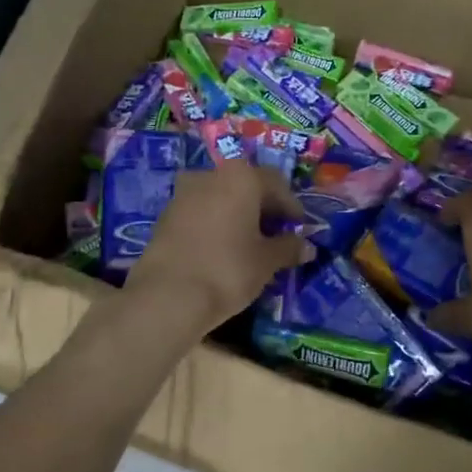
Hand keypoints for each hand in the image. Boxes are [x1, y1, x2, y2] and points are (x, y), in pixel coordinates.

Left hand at [126, 159, 308, 333]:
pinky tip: (221, 249)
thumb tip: (307, 247)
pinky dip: (215, 223)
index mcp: (241, 177)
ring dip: (237, 215)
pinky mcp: (165, 215)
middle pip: (245, 186)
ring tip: (248, 244)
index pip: (276, 183)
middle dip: (262, 208)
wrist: (167, 296)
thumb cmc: (228, 270)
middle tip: (276, 235)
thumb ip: (288, 248)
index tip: (299, 229)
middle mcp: (211, 175)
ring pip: (220, 197)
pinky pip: (200, 212)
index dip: (291, 207)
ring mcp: (183, 194)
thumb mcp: (267, 261)